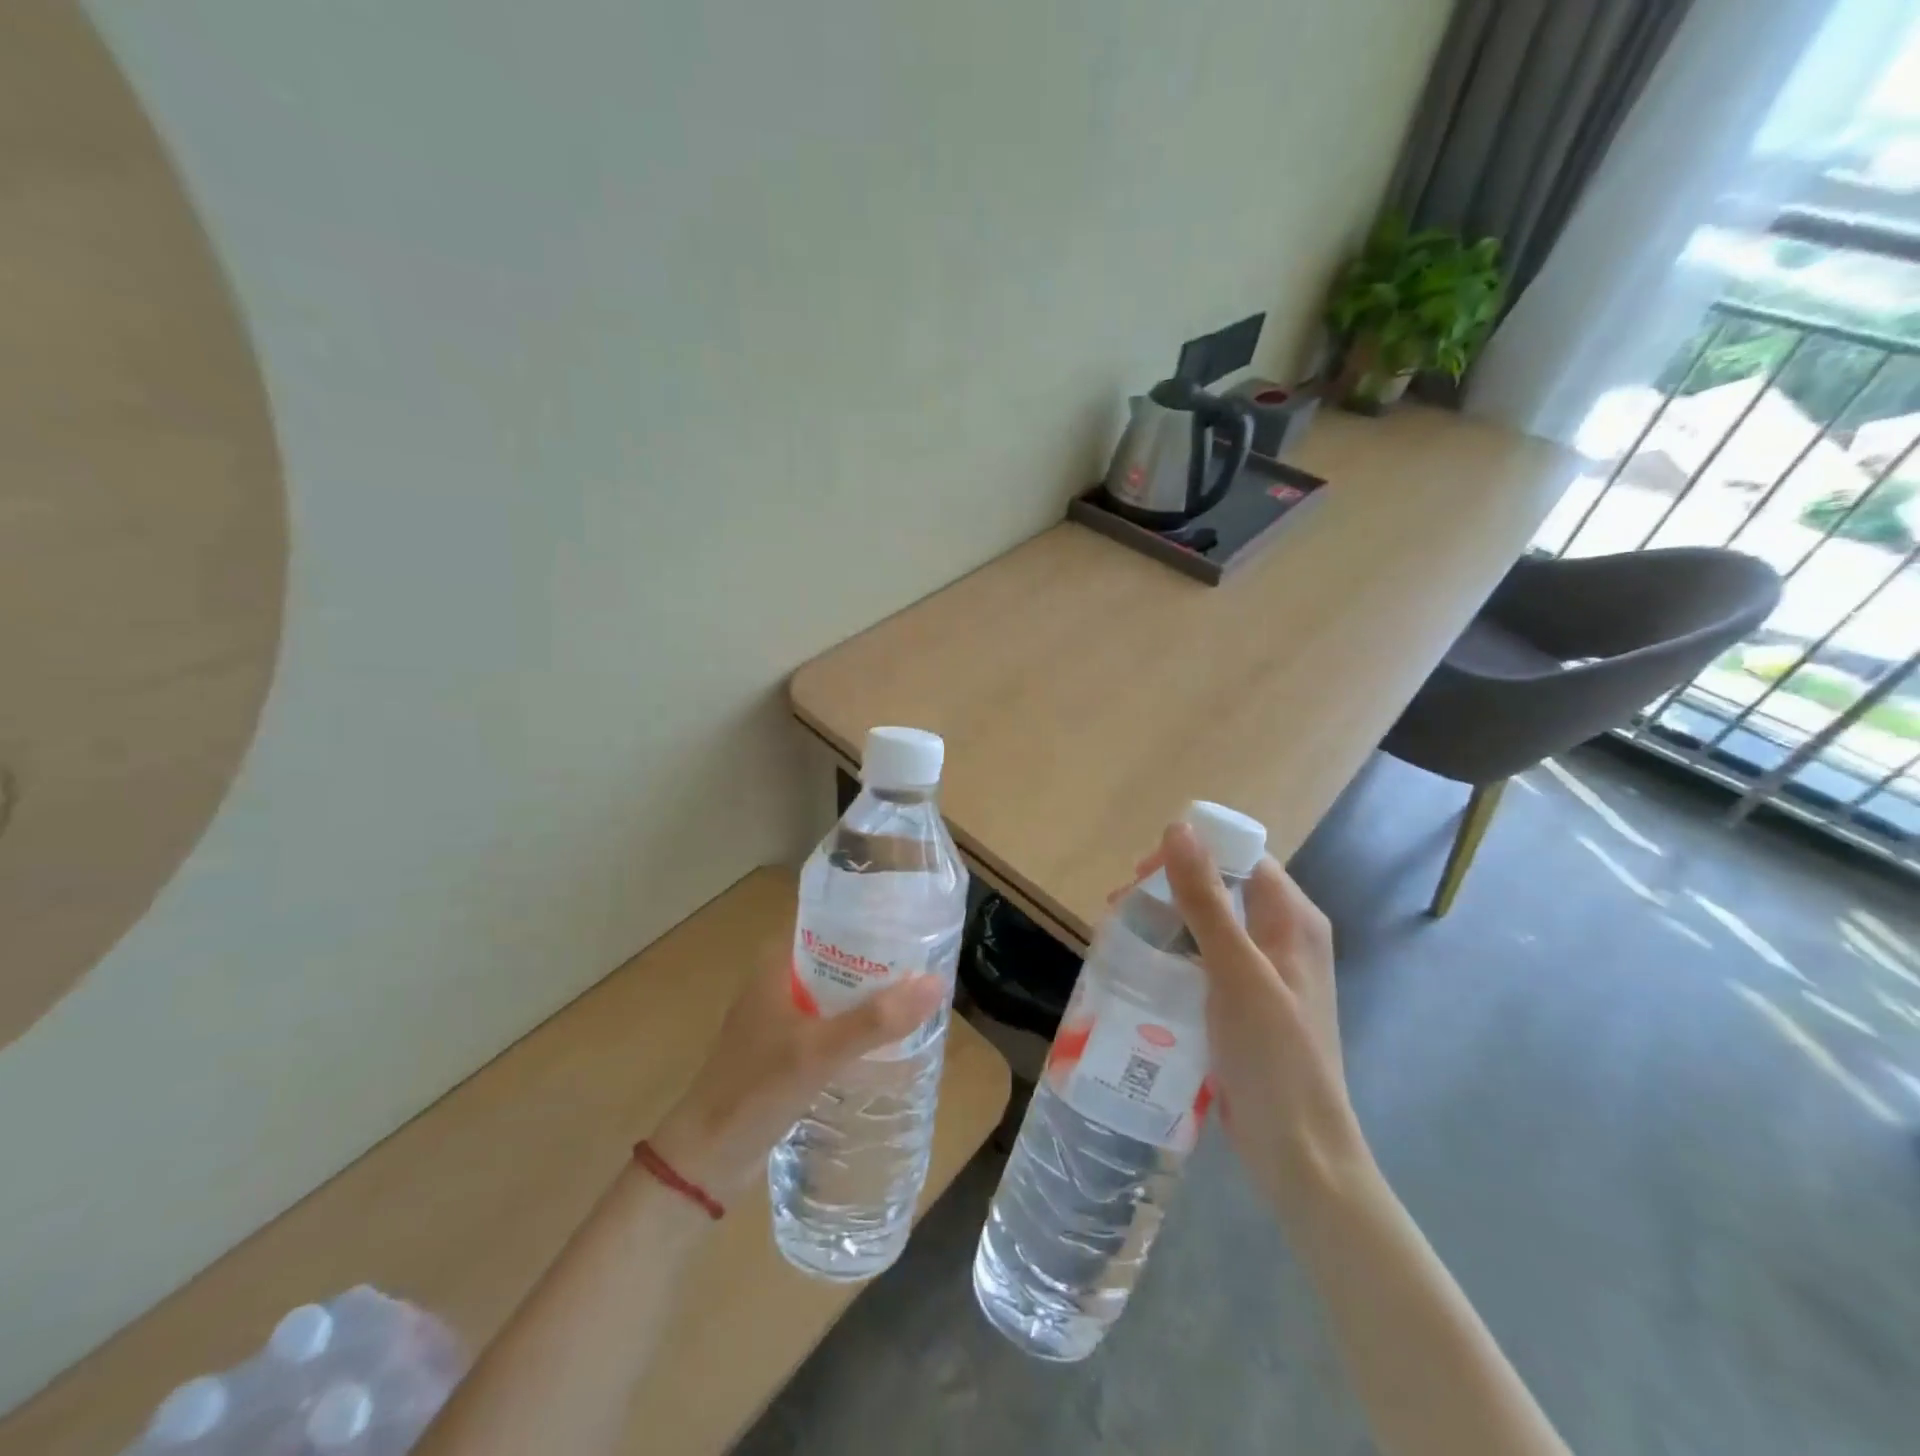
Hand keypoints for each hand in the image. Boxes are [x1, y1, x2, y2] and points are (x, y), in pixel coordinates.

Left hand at [649, 948, 945, 1198]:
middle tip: (928, 960)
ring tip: (919, 993)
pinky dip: (858, 1023)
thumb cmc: (756, 1090)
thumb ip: (876, 1020)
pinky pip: (832, 1022)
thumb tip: (937, 982)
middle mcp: (779, 980)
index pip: (829, 920)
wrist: (706, 1159)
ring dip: (871, 993)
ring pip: (837, 991)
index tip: (914, 920)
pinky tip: (889, 1036)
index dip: (870, 917)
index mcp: (776, 962)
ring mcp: (782, 1016)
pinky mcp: (787, 1048)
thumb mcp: (820, 1050)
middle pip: (838, 955)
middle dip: (879, 958)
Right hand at [1157, 822, 1371, 1214]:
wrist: (1299, 1154)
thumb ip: (1206, 899)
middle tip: (1120, 904)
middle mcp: (1283, 938)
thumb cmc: (1274, 1055)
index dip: (1192, 853)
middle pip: (1222, 888)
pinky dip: (1172, 954)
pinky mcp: (1244, 1004)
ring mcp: (1264, 974)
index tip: (1141, 873)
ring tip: (1120, 933)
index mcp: (1293, 920)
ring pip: (1208, 925)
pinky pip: (1204, 961)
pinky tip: (1141, 968)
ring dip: (1165, 921)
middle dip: (1169, 887)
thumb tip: (1178, 827)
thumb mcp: (1236, 970)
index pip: (1241, 858)